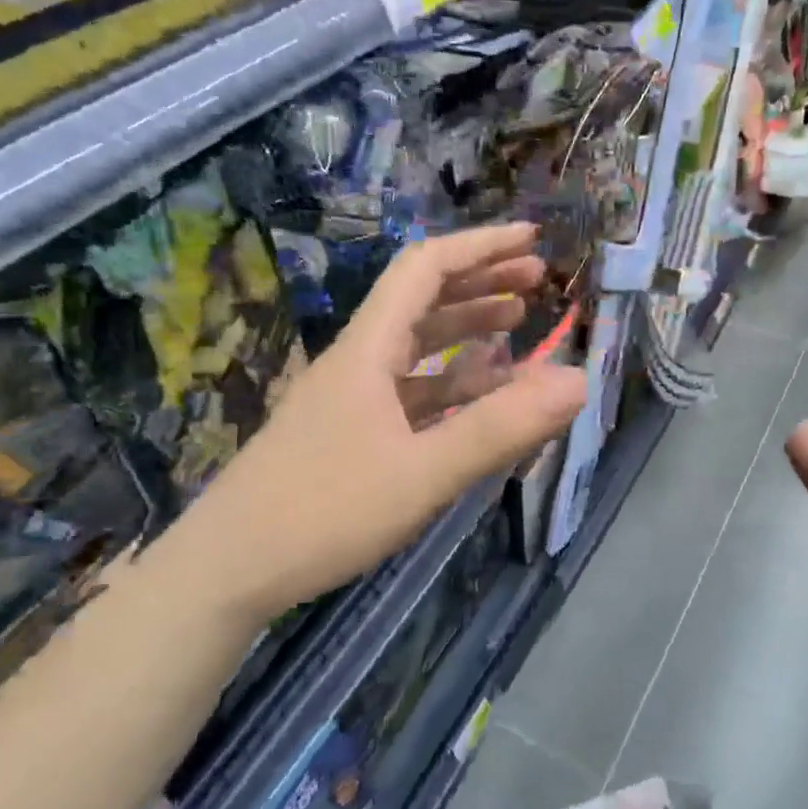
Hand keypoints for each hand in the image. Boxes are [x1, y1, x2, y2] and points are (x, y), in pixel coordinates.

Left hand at [192, 223, 585, 620]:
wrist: (229, 568)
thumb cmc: (322, 512)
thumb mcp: (422, 473)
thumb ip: (500, 428)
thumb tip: (579, 381)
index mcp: (368, 350)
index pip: (425, 269)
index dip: (481, 247)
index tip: (532, 240)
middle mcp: (357, 362)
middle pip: (421, 301)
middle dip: (480, 283)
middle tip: (535, 282)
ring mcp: (349, 400)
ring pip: (415, 349)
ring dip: (465, 331)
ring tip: (517, 327)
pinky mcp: (347, 435)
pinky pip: (408, 393)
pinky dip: (448, 385)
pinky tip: (476, 399)